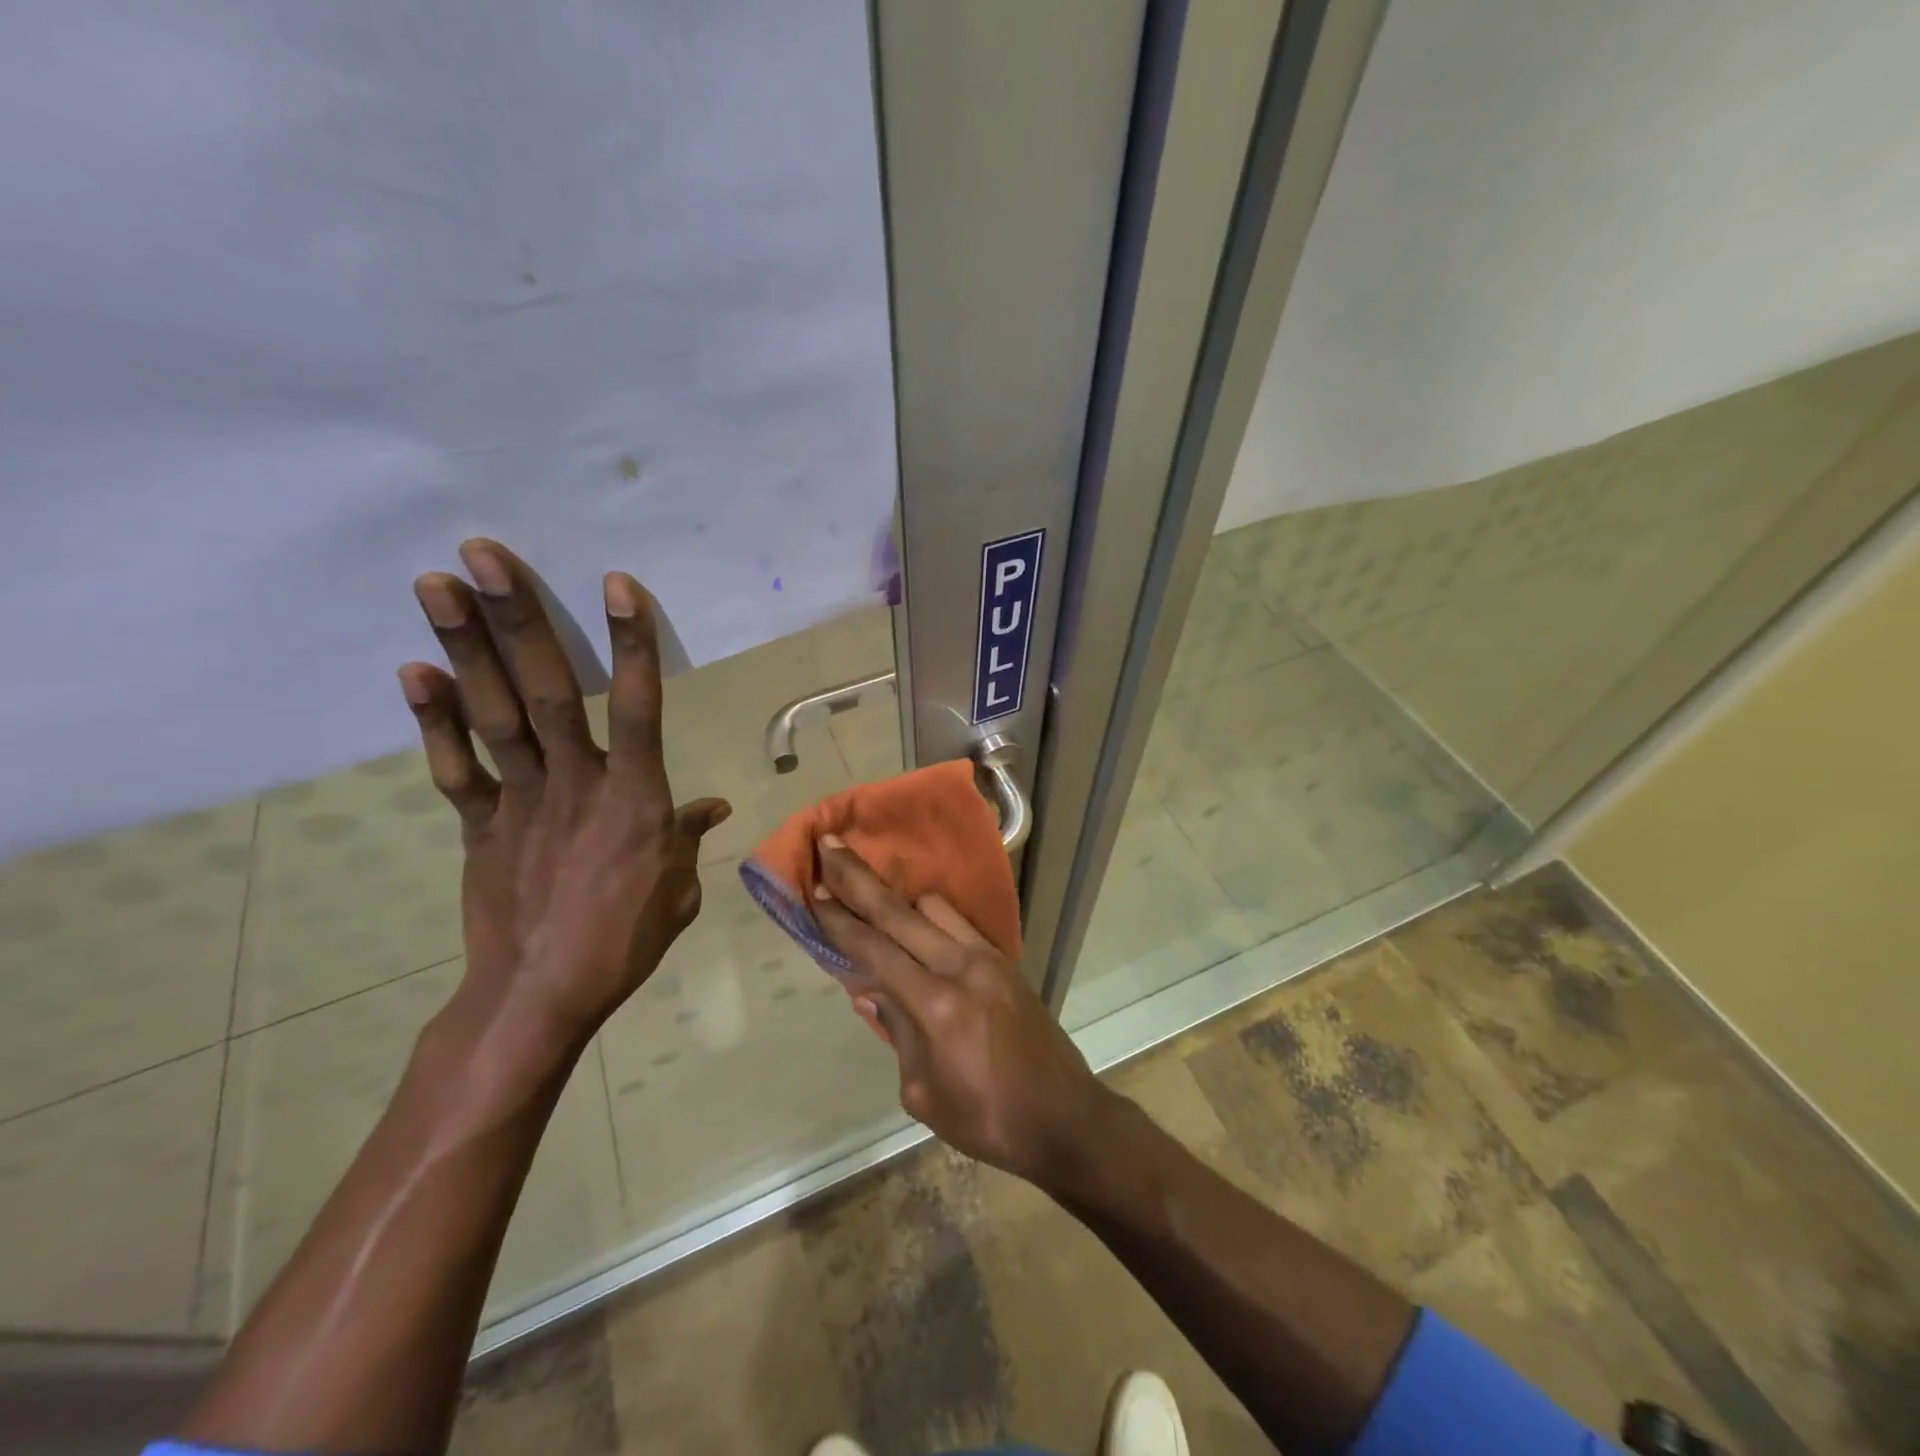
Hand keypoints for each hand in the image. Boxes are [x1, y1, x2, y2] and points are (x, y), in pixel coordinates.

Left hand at [399, 539, 729, 1052]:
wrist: (541, 993)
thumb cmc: (625, 939)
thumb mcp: (678, 888)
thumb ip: (688, 837)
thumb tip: (715, 807)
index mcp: (637, 798)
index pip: (641, 708)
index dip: (631, 645)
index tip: (617, 585)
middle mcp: (577, 784)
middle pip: (548, 692)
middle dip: (519, 621)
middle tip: (483, 555)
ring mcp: (521, 800)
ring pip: (493, 715)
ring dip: (464, 648)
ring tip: (436, 584)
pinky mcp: (478, 824)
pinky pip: (455, 767)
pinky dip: (432, 720)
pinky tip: (411, 671)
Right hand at [810, 836, 1114, 1189]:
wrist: (1064, 1116)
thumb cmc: (988, 1120)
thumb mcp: (924, 1094)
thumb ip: (897, 1032)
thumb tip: (871, 991)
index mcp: (937, 1006)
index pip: (876, 951)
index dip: (841, 920)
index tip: (814, 891)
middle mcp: (962, 967)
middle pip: (899, 912)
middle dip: (859, 879)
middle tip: (829, 847)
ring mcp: (989, 957)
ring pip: (933, 907)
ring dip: (898, 900)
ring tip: (869, 896)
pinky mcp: (1006, 959)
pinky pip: (959, 922)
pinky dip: (930, 917)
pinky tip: (916, 924)